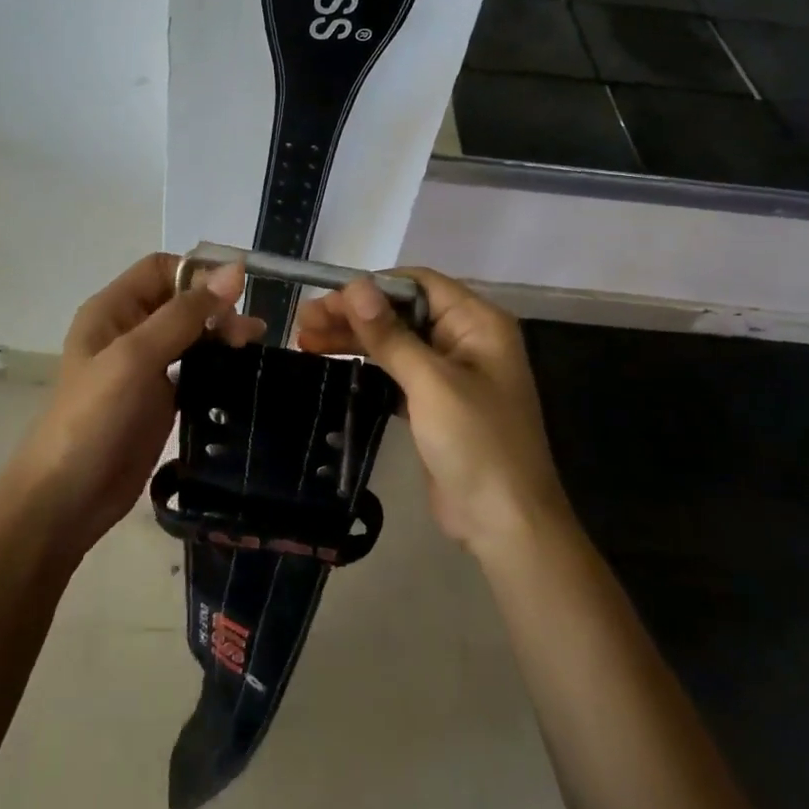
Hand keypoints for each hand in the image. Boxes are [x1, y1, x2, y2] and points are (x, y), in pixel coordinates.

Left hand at [8, 254, 262, 552]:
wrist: (68, 499)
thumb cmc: (93, 418)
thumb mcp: (135, 357)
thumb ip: (184, 314)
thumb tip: (235, 269)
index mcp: (113, 310)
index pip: (162, 269)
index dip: (198, 274)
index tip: (236, 295)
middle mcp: (129, 330)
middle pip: (181, 300)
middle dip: (216, 307)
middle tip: (248, 334)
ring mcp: (145, 367)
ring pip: (191, 334)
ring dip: (221, 335)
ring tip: (253, 348)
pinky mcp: (161, 399)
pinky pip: (195, 368)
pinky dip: (218, 365)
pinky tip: (241, 373)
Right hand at [296, 269, 569, 554]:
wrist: (505, 524)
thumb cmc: (476, 443)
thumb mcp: (431, 383)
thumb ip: (390, 334)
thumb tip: (355, 285)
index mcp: (477, 322)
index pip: (418, 284)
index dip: (372, 286)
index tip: (328, 297)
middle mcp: (466, 339)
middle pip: (402, 312)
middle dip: (354, 314)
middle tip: (303, 322)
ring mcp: (451, 372)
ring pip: (395, 341)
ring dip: (354, 338)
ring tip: (305, 340)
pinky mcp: (435, 403)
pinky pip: (396, 371)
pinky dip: (366, 365)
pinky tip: (332, 363)